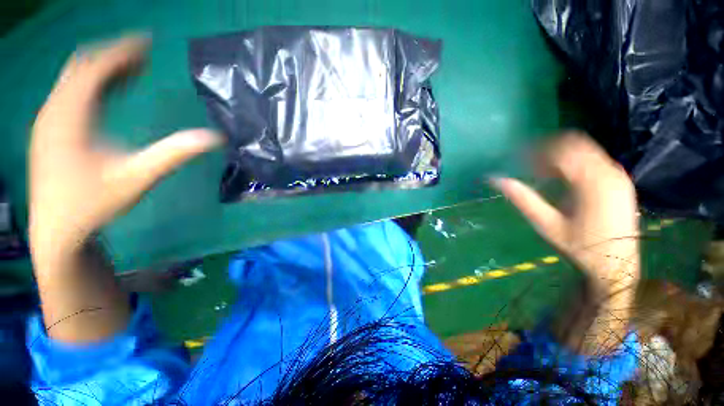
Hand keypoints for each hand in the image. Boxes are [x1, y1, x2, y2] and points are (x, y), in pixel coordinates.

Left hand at [29, 36, 221, 271]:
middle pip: (82, 66)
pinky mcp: (51, 128)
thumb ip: (174, 154)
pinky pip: (72, 93)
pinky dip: (94, 85)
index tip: (147, 42)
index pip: (94, 69)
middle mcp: (54, 110)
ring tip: (135, 67)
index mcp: (70, 117)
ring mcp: (50, 119)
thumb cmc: (95, 204)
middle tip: (145, 53)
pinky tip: (113, 90)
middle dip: (113, 56)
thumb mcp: (138, 178)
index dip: (121, 52)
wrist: (58, 228)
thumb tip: (214, 138)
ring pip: (75, 79)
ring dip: (104, 69)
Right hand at [493, 133, 638, 285]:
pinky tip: (560, 178)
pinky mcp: (619, 181)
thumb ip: (523, 199)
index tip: (517, 160)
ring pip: (585, 150)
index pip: (561, 152)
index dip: (535, 152)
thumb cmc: (580, 246)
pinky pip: (593, 160)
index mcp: (592, 182)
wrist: (617, 264)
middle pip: (575, 144)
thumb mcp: (547, 225)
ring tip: (540, 172)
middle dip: (547, 150)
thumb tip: (497, 180)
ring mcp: (617, 175)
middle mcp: (609, 172)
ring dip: (559, 156)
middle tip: (527, 164)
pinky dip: (572, 163)